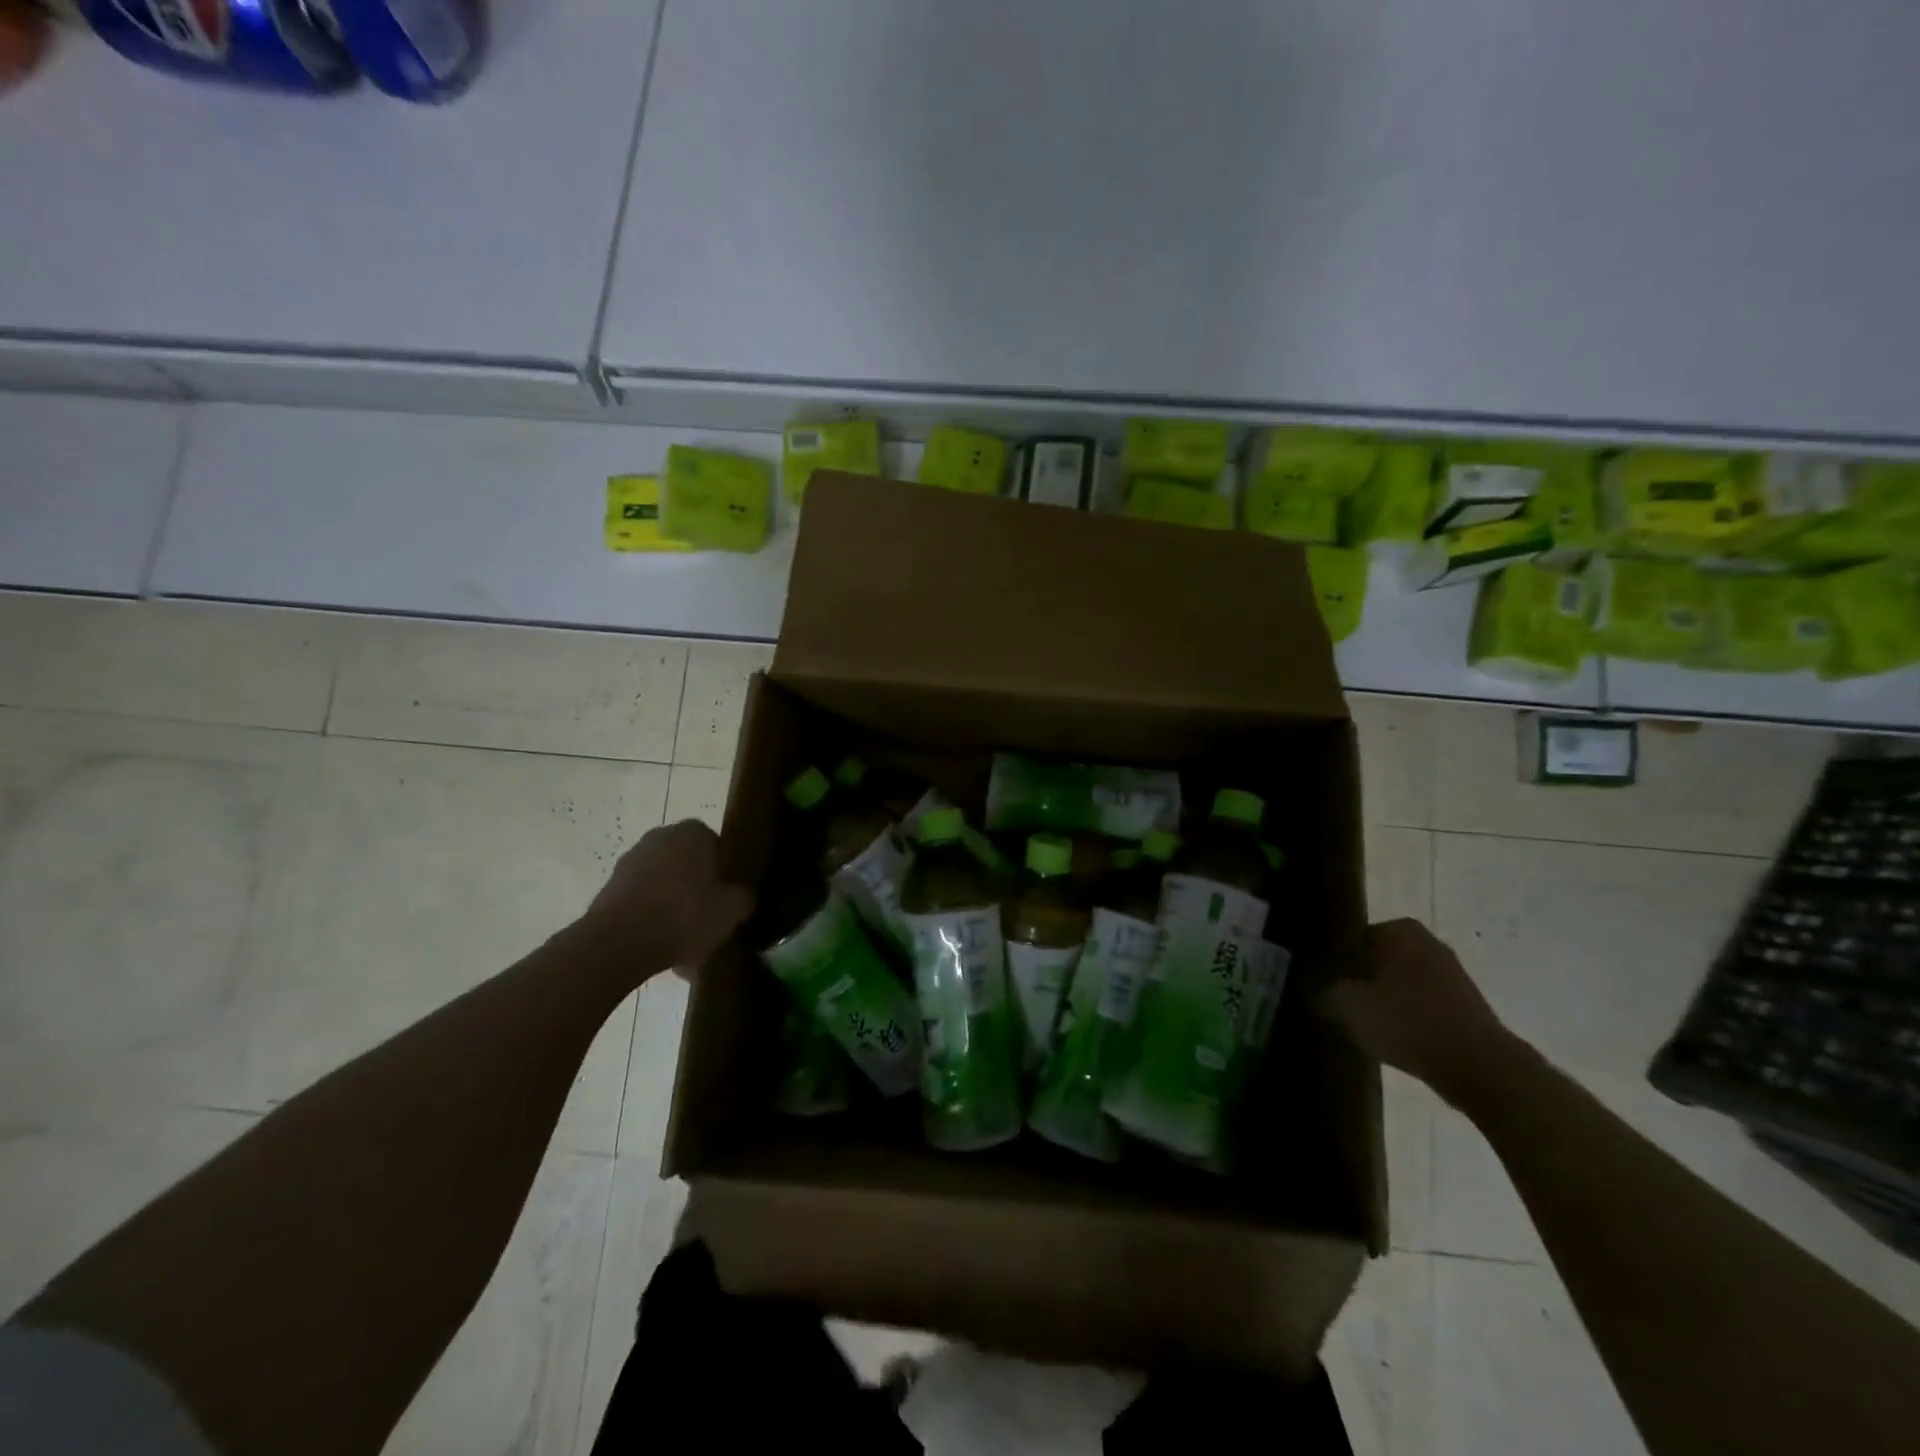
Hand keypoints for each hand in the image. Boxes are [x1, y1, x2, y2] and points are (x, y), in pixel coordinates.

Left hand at [586, 820, 753, 973]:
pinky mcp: (609, 889)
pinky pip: (641, 902)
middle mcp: (660, 837)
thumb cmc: (684, 914)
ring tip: (685, 943)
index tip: (728, 897)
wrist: (619, 942)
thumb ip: (744, 897)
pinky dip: (650, 919)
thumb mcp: (732, 909)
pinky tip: (661, 947)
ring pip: (663, 884)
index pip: (717, 845)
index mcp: (693, 832)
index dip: (725, 873)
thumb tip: (743, 895)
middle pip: (688, 864)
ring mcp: (630, 862)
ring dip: (672, 906)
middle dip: (697, 888)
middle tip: (709, 918)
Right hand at [1318, 919, 1514, 1101]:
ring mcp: (1452, 973)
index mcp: (1401, 931)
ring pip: (1401, 982)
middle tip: (1341, 1003)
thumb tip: (1314, 991)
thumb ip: (1325, 993)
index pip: (1353, 938)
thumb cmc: (1409, 1023)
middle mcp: (1428, 942)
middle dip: (1361, 979)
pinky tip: (1395, 1038)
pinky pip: (1423, 1003)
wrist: (1481, 1068)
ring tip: (1365, 1023)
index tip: (1325, 984)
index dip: (1335, 961)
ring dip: (1384, 999)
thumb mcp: (1350, 1007)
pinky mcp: (1466, 1004)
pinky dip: (1408, 1016)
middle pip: (1378, 959)